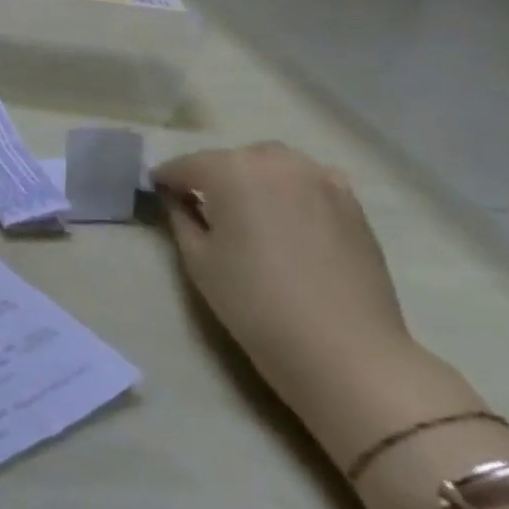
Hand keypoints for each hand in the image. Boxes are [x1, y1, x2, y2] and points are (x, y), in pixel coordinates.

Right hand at [154, 142, 415, 415]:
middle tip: (200, 204)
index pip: (187, 165)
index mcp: (232, 170)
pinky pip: (307, 182)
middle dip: (213, 176)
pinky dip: (288, 190)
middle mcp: (277, 162)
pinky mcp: (351, 203)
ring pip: (273, 165)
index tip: (156, 190)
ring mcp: (321, 178)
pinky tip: (285, 219)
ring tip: (245, 209)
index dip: (167, 178)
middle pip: (233, 159)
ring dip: (253, 178)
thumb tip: (176, 197)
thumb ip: (180, 217)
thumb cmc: (254, 302)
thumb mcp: (198, 260)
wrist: (343, 349)